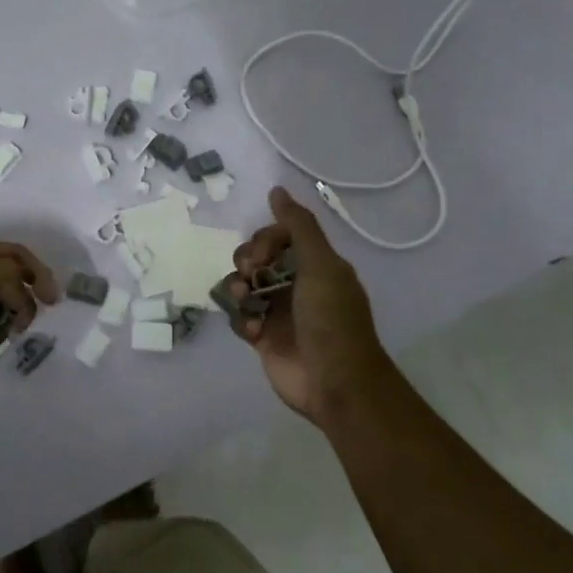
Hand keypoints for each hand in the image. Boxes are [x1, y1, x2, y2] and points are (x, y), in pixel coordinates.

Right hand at [229, 187, 395, 424]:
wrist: (334, 382)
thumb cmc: (331, 320)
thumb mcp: (321, 265)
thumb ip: (299, 226)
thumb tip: (277, 190)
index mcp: (315, 265)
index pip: (279, 236)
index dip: (265, 239)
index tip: (262, 255)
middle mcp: (296, 284)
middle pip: (257, 257)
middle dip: (247, 261)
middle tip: (251, 276)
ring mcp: (278, 311)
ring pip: (244, 285)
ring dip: (238, 288)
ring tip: (245, 302)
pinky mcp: (263, 337)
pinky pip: (240, 316)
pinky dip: (241, 319)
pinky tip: (254, 330)